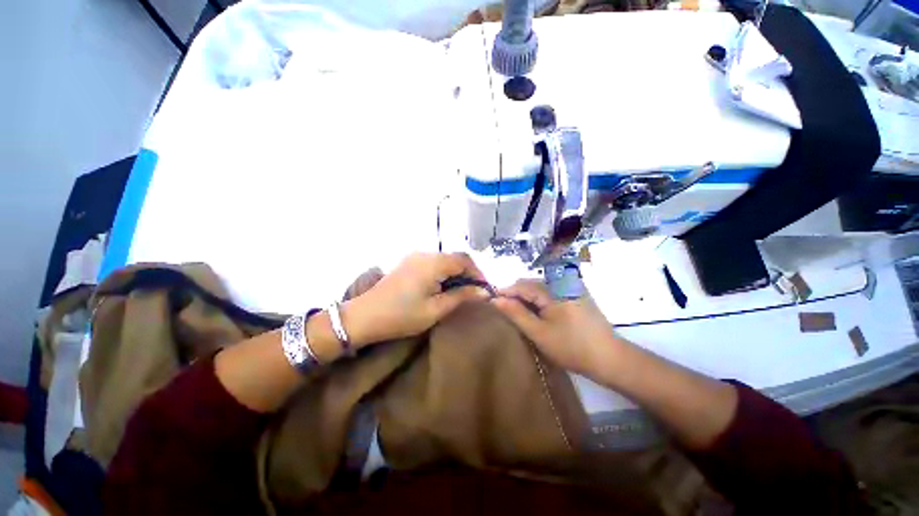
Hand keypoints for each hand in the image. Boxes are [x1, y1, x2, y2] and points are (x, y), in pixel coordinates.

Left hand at [345, 252, 489, 344]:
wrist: (364, 316)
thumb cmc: (402, 316)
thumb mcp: (435, 309)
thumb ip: (461, 297)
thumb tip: (484, 292)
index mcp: (433, 263)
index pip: (465, 260)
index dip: (478, 273)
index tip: (485, 290)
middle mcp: (425, 254)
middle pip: (455, 258)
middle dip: (468, 273)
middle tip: (474, 293)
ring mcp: (415, 257)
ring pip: (445, 260)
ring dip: (456, 273)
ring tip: (461, 292)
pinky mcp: (409, 263)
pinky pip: (433, 263)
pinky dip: (444, 273)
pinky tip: (444, 287)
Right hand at [492, 280, 626, 376]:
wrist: (610, 358)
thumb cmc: (571, 347)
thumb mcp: (539, 333)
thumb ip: (516, 313)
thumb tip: (496, 299)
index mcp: (552, 289)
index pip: (521, 285)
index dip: (505, 292)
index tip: (492, 302)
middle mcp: (562, 282)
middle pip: (531, 284)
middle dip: (516, 295)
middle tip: (505, 311)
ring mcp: (572, 287)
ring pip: (541, 288)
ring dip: (528, 298)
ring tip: (520, 313)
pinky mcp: (577, 294)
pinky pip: (552, 291)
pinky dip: (540, 300)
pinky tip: (539, 313)